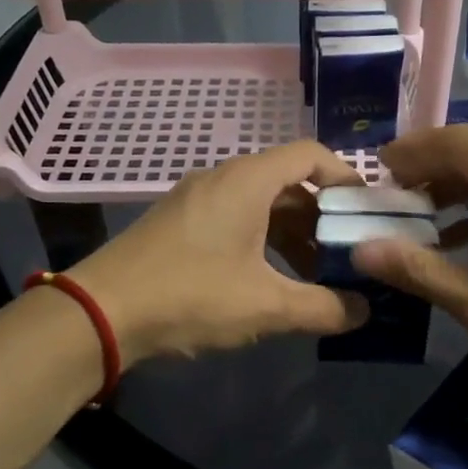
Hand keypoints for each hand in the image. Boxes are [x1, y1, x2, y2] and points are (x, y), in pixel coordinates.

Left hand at [70, 141, 369, 364]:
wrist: (101, 313)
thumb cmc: (190, 295)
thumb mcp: (265, 305)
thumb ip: (323, 308)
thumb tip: (365, 312)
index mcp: (247, 181)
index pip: (310, 155)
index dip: (345, 177)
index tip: (366, 211)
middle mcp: (223, 179)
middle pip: (288, 183)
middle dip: (323, 217)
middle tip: (349, 252)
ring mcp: (197, 200)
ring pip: (261, 205)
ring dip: (293, 235)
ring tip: (317, 275)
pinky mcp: (180, 224)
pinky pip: (236, 220)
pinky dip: (263, 243)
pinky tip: (272, 282)